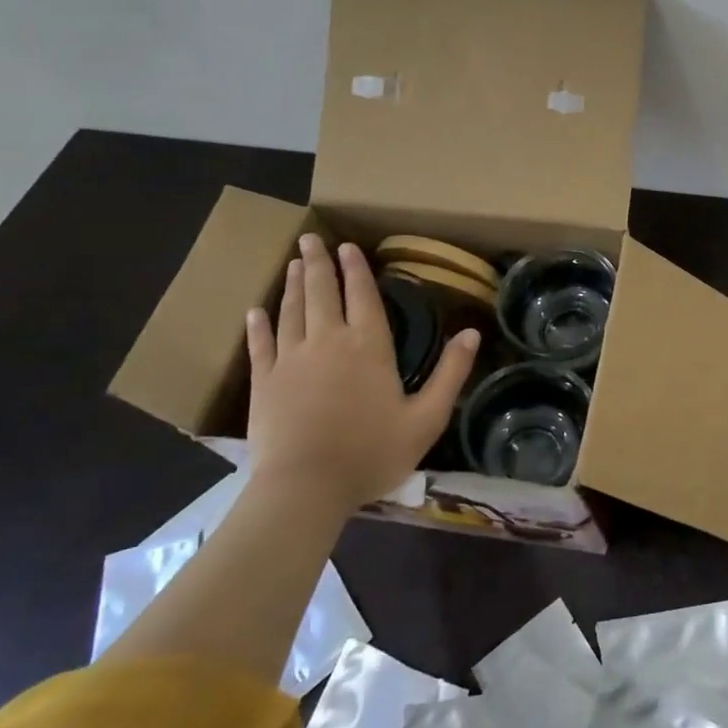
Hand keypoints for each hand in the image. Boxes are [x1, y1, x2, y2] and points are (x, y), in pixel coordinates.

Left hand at [244, 234, 478, 513]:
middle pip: (321, 292)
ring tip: (293, 263)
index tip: (347, 246)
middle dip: (317, 263)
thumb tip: (473, 333)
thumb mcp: (427, 418)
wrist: (305, 488)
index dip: (355, 269)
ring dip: (293, 285)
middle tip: (310, 239)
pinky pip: (261, 344)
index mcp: (368, 346)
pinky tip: (255, 311)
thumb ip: (450, 373)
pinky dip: (259, 325)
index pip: (362, 295)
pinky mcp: (264, 382)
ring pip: (292, 311)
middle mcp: (328, 341)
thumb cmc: (372, 452)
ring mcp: (291, 359)